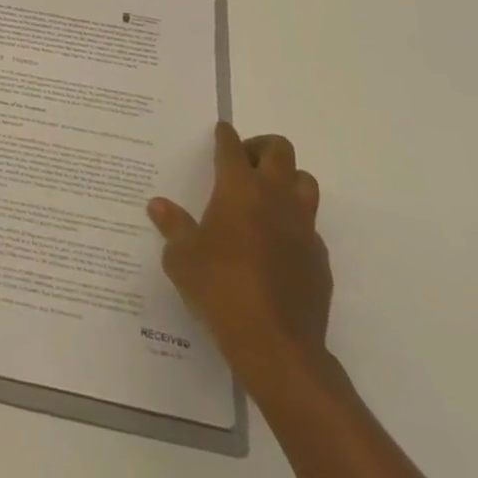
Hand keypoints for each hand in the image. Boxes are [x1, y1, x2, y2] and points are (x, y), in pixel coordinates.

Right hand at [148, 123, 331, 400]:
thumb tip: (158, 205)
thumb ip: (173, 226)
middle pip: (279, 150)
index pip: (232, 146)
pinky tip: (277, 246)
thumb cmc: (220, 289)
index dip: (225, 136)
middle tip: (244, 163)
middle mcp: (274, 197)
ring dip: (287, 180)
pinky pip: (310, 227)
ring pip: (304, 182)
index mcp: (238, 188)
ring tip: (265, 197)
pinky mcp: (319, 259)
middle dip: (261, 148)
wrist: (276, 345)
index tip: (221, 131)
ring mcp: (302, 227)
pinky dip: (295, 225)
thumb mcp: (182, 257)